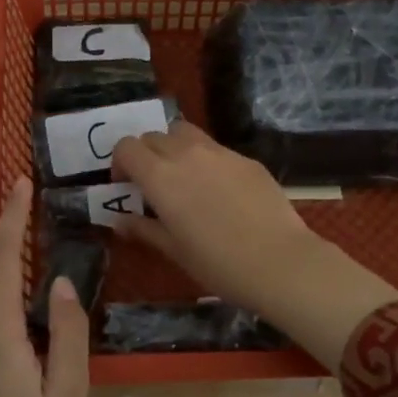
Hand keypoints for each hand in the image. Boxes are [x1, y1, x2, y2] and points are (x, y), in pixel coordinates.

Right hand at [110, 124, 397, 372]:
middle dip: (146, 155)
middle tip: (153, 185)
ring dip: (174, 148)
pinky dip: (205, 160)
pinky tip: (220, 191)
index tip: (126, 187)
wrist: (278, 262)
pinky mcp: (246, 159)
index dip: (120, 163)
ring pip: (185, 133)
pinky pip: (216, 149)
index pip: (127, 147)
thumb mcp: (173, 250)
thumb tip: (119, 221)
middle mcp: (186, 153)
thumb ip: (143, 229)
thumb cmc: (216, 263)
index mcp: (160, 176)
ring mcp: (220, 152)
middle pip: (154, 136)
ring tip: (183, 179)